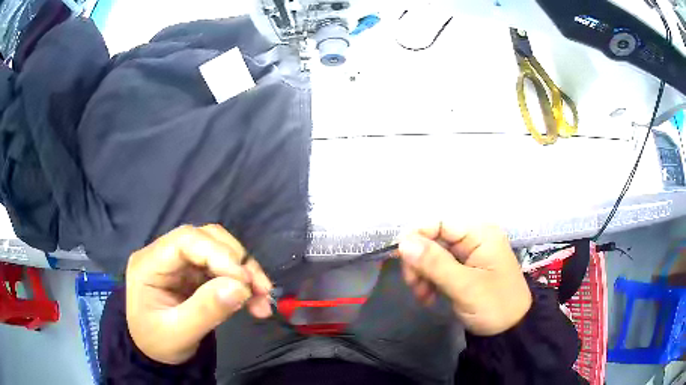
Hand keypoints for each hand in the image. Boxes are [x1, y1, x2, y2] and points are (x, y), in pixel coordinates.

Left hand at [125, 224, 272, 364]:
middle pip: (206, 239)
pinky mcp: (194, 272)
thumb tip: (241, 287)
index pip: (186, 240)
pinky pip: (223, 267)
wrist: (154, 353)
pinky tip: (254, 300)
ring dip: (245, 270)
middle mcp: (164, 254)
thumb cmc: (158, 344)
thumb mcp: (179, 334)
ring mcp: (180, 262)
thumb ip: (206, 310)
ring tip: (262, 297)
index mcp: (149, 263)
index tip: (245, 281)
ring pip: (219, 249)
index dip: (219, 254)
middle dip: (237, 262)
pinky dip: (242, 281)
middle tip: (262, 290)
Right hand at [398, 223, 531, 335]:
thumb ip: (435, 263)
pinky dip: (429, 281)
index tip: (401, 258)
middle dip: (419, 261)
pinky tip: (428, 297)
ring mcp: (469, 254)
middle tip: (413, 285)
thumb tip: (403, 242)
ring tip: (422, 296)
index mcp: (480, 233)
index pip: (440, 222)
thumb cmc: (495, 305)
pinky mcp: (464, 268)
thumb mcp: (465, 287)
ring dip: (422, 273)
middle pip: (434, 238)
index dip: (418, 235)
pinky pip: (438, 267)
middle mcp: (474, 238)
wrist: (511, 329)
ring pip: (433, 254)